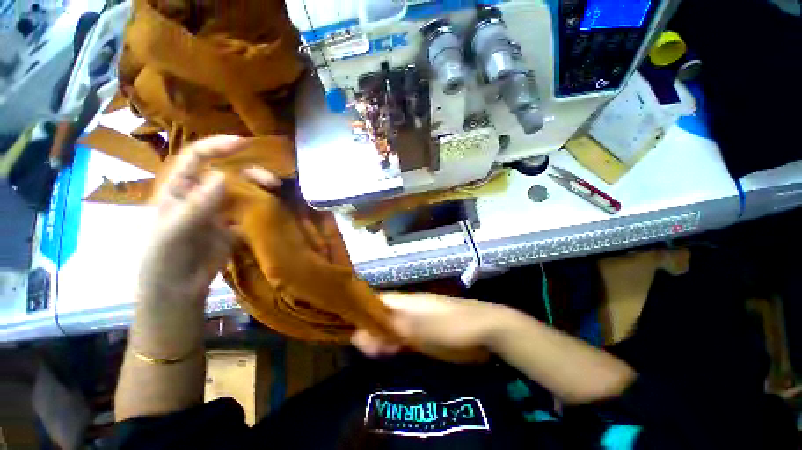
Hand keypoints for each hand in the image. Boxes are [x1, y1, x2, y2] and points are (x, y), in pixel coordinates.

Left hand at [138, 136, 278, 302]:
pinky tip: (272, 209)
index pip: (196, 157)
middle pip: (227, 172)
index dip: (216, 146)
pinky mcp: (232, 224)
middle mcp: (200, 193)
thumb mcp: (174, 231)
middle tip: (271, 181)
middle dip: (249, 171)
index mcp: (178, 188)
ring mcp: (218, 209)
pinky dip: (262, 206)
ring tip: (275, 192)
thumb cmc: (164, 257)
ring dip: (259, 188)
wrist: (178, 287)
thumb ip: (196, 204)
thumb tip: (221, 176)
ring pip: (242, 190)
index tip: (243, 143)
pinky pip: (249, 210)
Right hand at [352, 292, 508, 362]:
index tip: (345, 325)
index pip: (375, 301)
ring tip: (372, 353)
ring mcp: (417, 321)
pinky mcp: (425, 334)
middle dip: (368, 329)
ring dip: (380, 339)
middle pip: (381, 315)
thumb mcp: (418, 328)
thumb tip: (359, 333)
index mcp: (405, 302)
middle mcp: (407, 309)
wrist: (484, 330)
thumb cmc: (449, 326)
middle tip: (360, 347)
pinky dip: (394, 345)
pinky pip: (403, 337)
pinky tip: (389, 353)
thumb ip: (390, 329)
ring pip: (391, 327)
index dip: (359, 310)